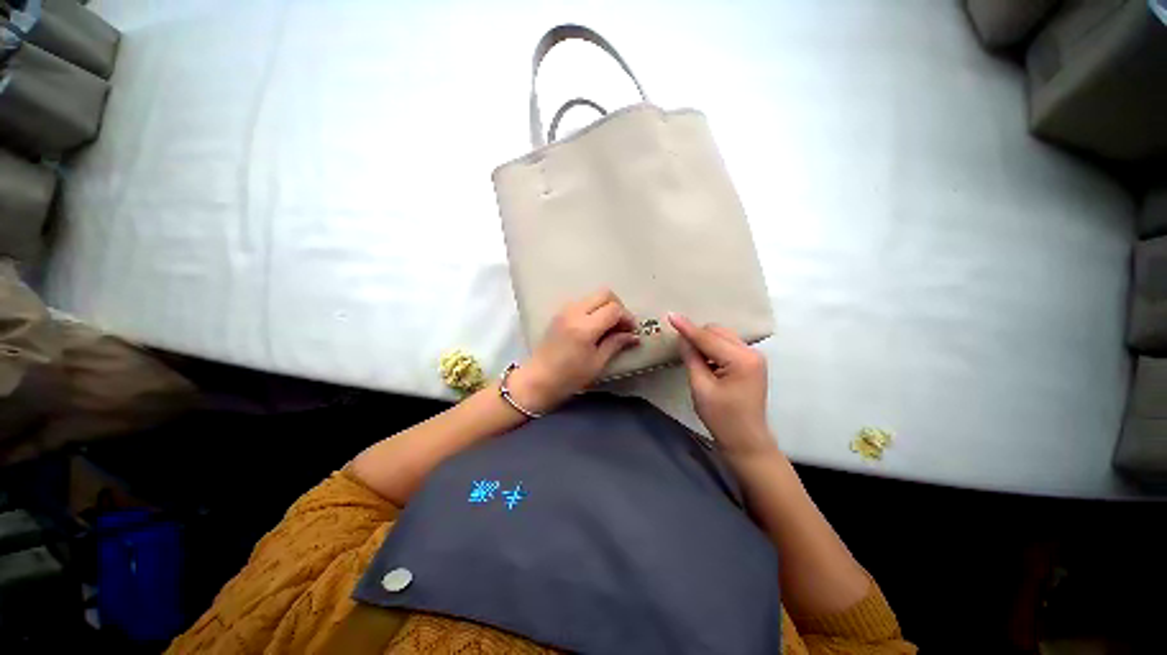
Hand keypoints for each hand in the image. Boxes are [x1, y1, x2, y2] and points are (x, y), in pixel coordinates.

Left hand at [508, 289, 639, 413]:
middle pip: (604, 294)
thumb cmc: (569, 377)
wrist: (538, 379)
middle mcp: (574, 312)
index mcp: (585, 327)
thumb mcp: (597, 363)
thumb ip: (615, 344)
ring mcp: (565, 310)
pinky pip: (583, 302)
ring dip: (605, 306)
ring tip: (610, 326)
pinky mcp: (560, 313)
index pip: (614, 309)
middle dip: (618, 306)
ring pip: (593, 296)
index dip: (627, 317)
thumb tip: (634, 336)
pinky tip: (596, 326)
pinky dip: (594, 308)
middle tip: (623, 325)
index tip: (632, 331)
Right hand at [668, 313, 775, 459]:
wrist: (746, 440)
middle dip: (697, 335)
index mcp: (741, 360)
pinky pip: (728, 345)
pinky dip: (713, 348)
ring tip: (692, 355)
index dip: (687, 328)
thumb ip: (692, 358)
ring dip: (705, 341)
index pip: (708, 338)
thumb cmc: (721, 417)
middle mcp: (751, 352)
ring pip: (723, 336)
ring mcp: (754, 357)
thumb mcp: (700, 387)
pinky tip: (705, 360)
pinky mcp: (751, 362)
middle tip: (680, 347)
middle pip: (717, 332)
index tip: (670, 315)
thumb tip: (683, 338)